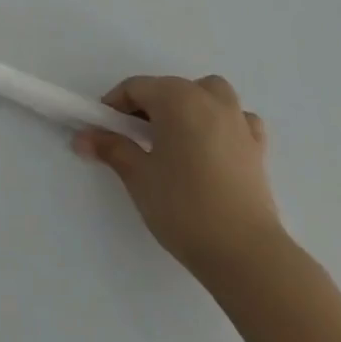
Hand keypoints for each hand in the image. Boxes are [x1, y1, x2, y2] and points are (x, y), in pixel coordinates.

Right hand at [73, 74, 284, 287]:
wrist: (245, 253)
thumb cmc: (182, 206)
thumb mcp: (137, 175)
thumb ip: (110, 148)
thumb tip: (82, 139)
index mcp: (177, 99)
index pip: (135, 88)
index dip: (114, 105)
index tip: (103, 130)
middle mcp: (209, 101)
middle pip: (170, 88)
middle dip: (147, 105)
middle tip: (131, 137)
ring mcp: (239, 122)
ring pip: (209, 94)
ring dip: (189, 103)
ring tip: (174, 134)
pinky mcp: (258, 148)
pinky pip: (237, 119)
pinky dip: (222, 122)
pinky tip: (210, 146)